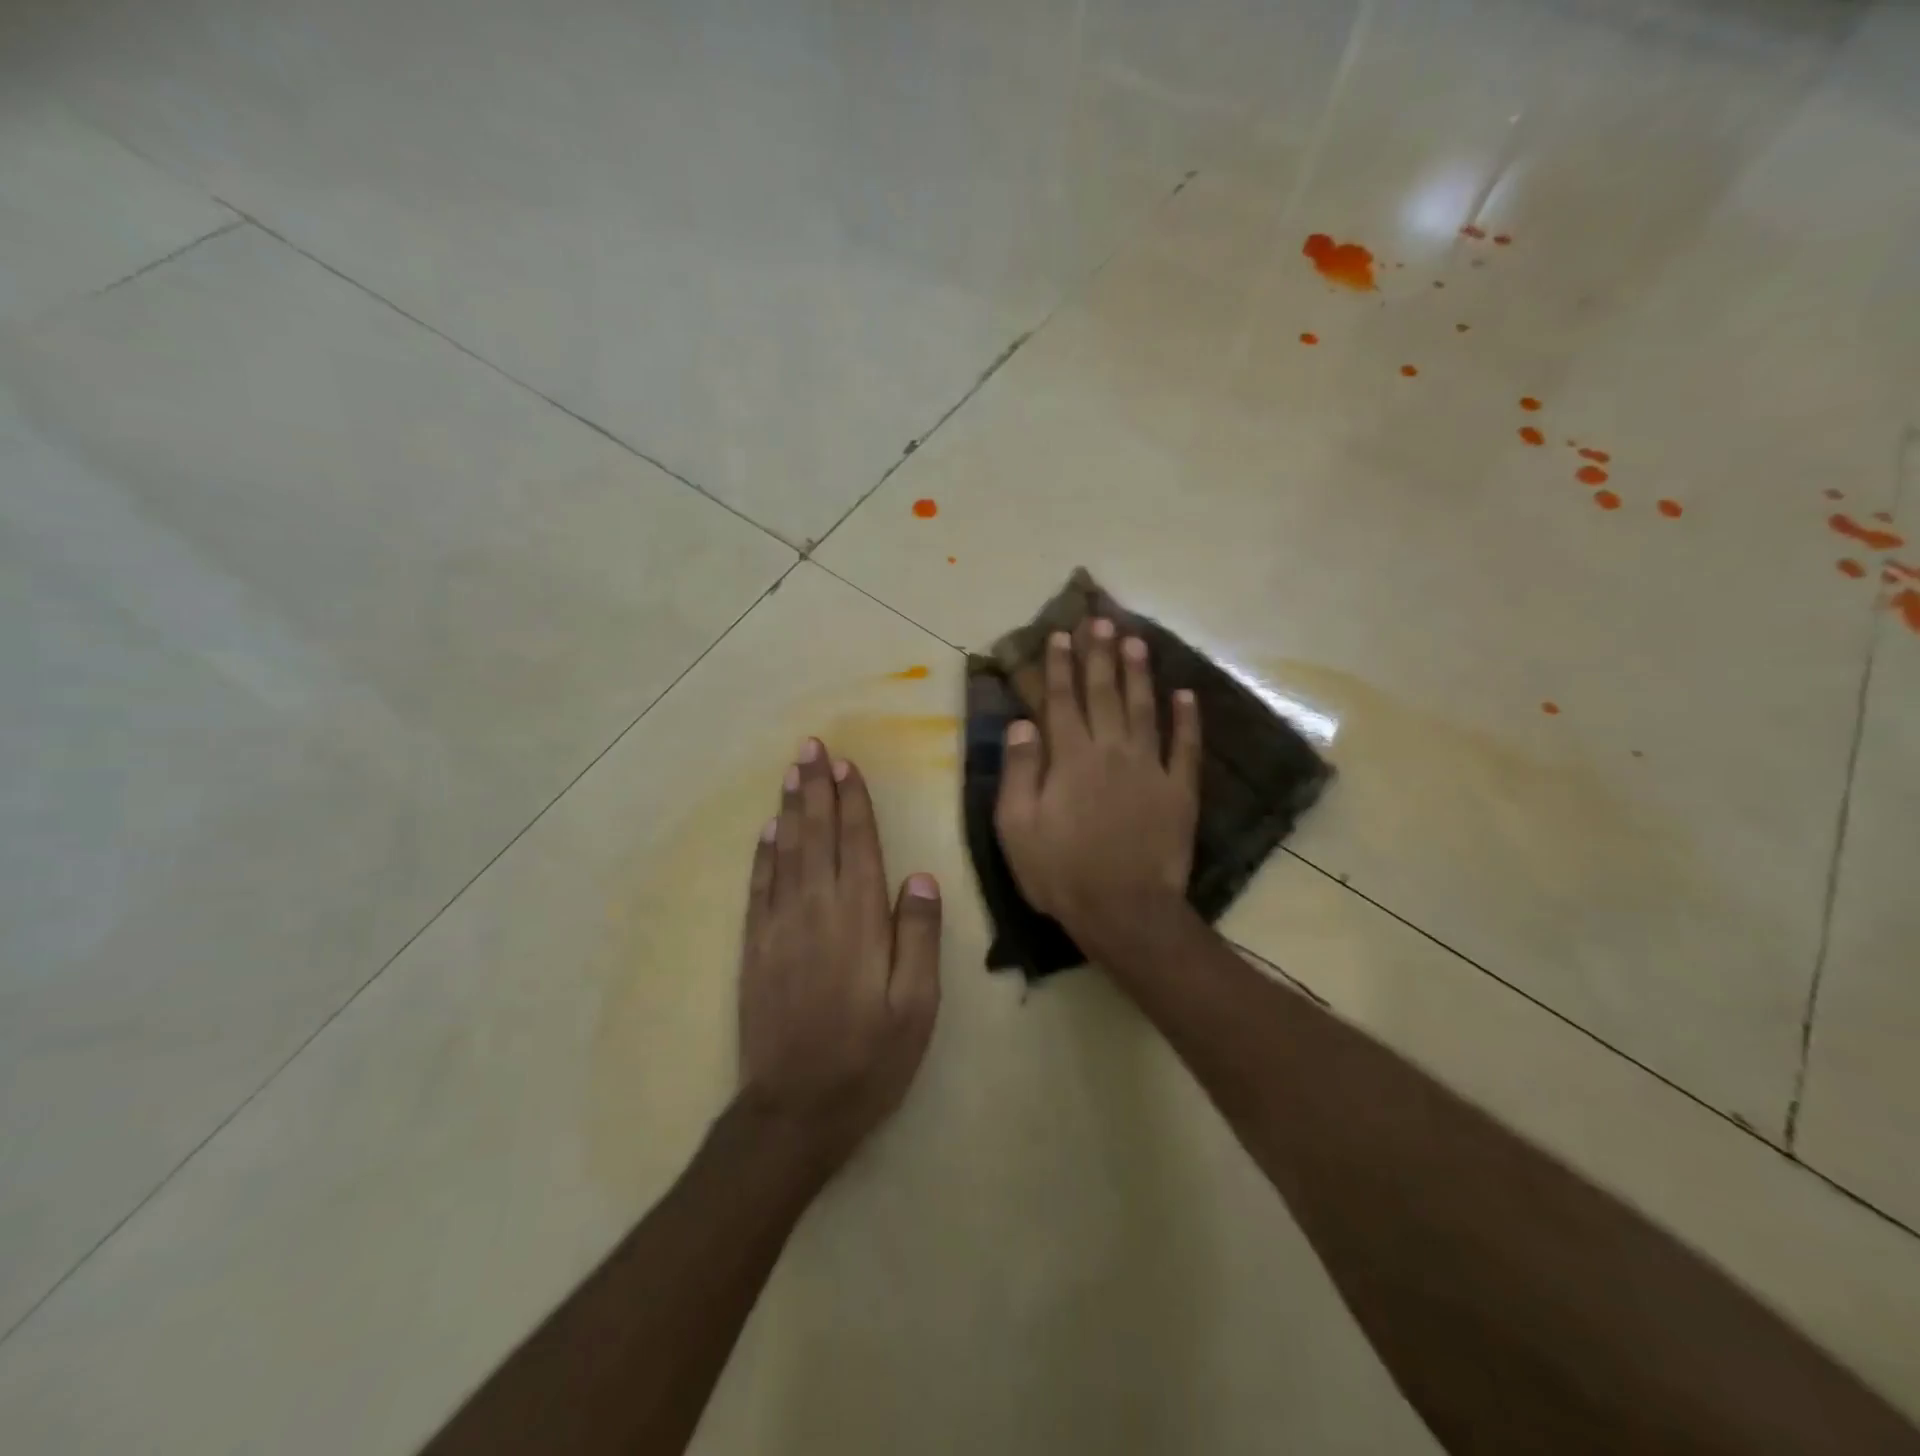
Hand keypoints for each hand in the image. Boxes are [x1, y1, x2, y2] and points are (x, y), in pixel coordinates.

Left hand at [737, 738, 941, 1173]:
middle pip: (817, 836)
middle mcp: (816, 910)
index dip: (852, 802)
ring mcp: (779, 927)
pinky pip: (759, 887)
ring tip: (791, 773)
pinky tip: (767, 831)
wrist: (795, 1110)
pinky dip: (763, 854)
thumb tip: (921, 877)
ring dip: (790, 809)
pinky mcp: (755, 948)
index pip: (856, 845)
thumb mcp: (916, 1007)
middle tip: (810, 748)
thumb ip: (919, 938)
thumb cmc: (869, 1058)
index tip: (846, 765)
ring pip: (785, 852)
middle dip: (816, 789)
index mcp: (859, 919)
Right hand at [994, 620, 1201, 953]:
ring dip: (1139, 673)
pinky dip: (1187, 719)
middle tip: (1101, 621)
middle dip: (1100, 655)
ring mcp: (1150, 769)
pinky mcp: (1179, 791)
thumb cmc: (1060, 871)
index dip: (1060, 665)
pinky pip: (1186, 747)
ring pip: (1145, 709)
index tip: (1061, 635)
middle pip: (1105, 693)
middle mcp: (1111, 751)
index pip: (1062, 700)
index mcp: (1070, 758)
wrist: (1124, 910)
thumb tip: (1022, 723)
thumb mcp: (1017, 826)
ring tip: (1136, 640)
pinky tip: (1186, 694)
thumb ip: (1019, 770)